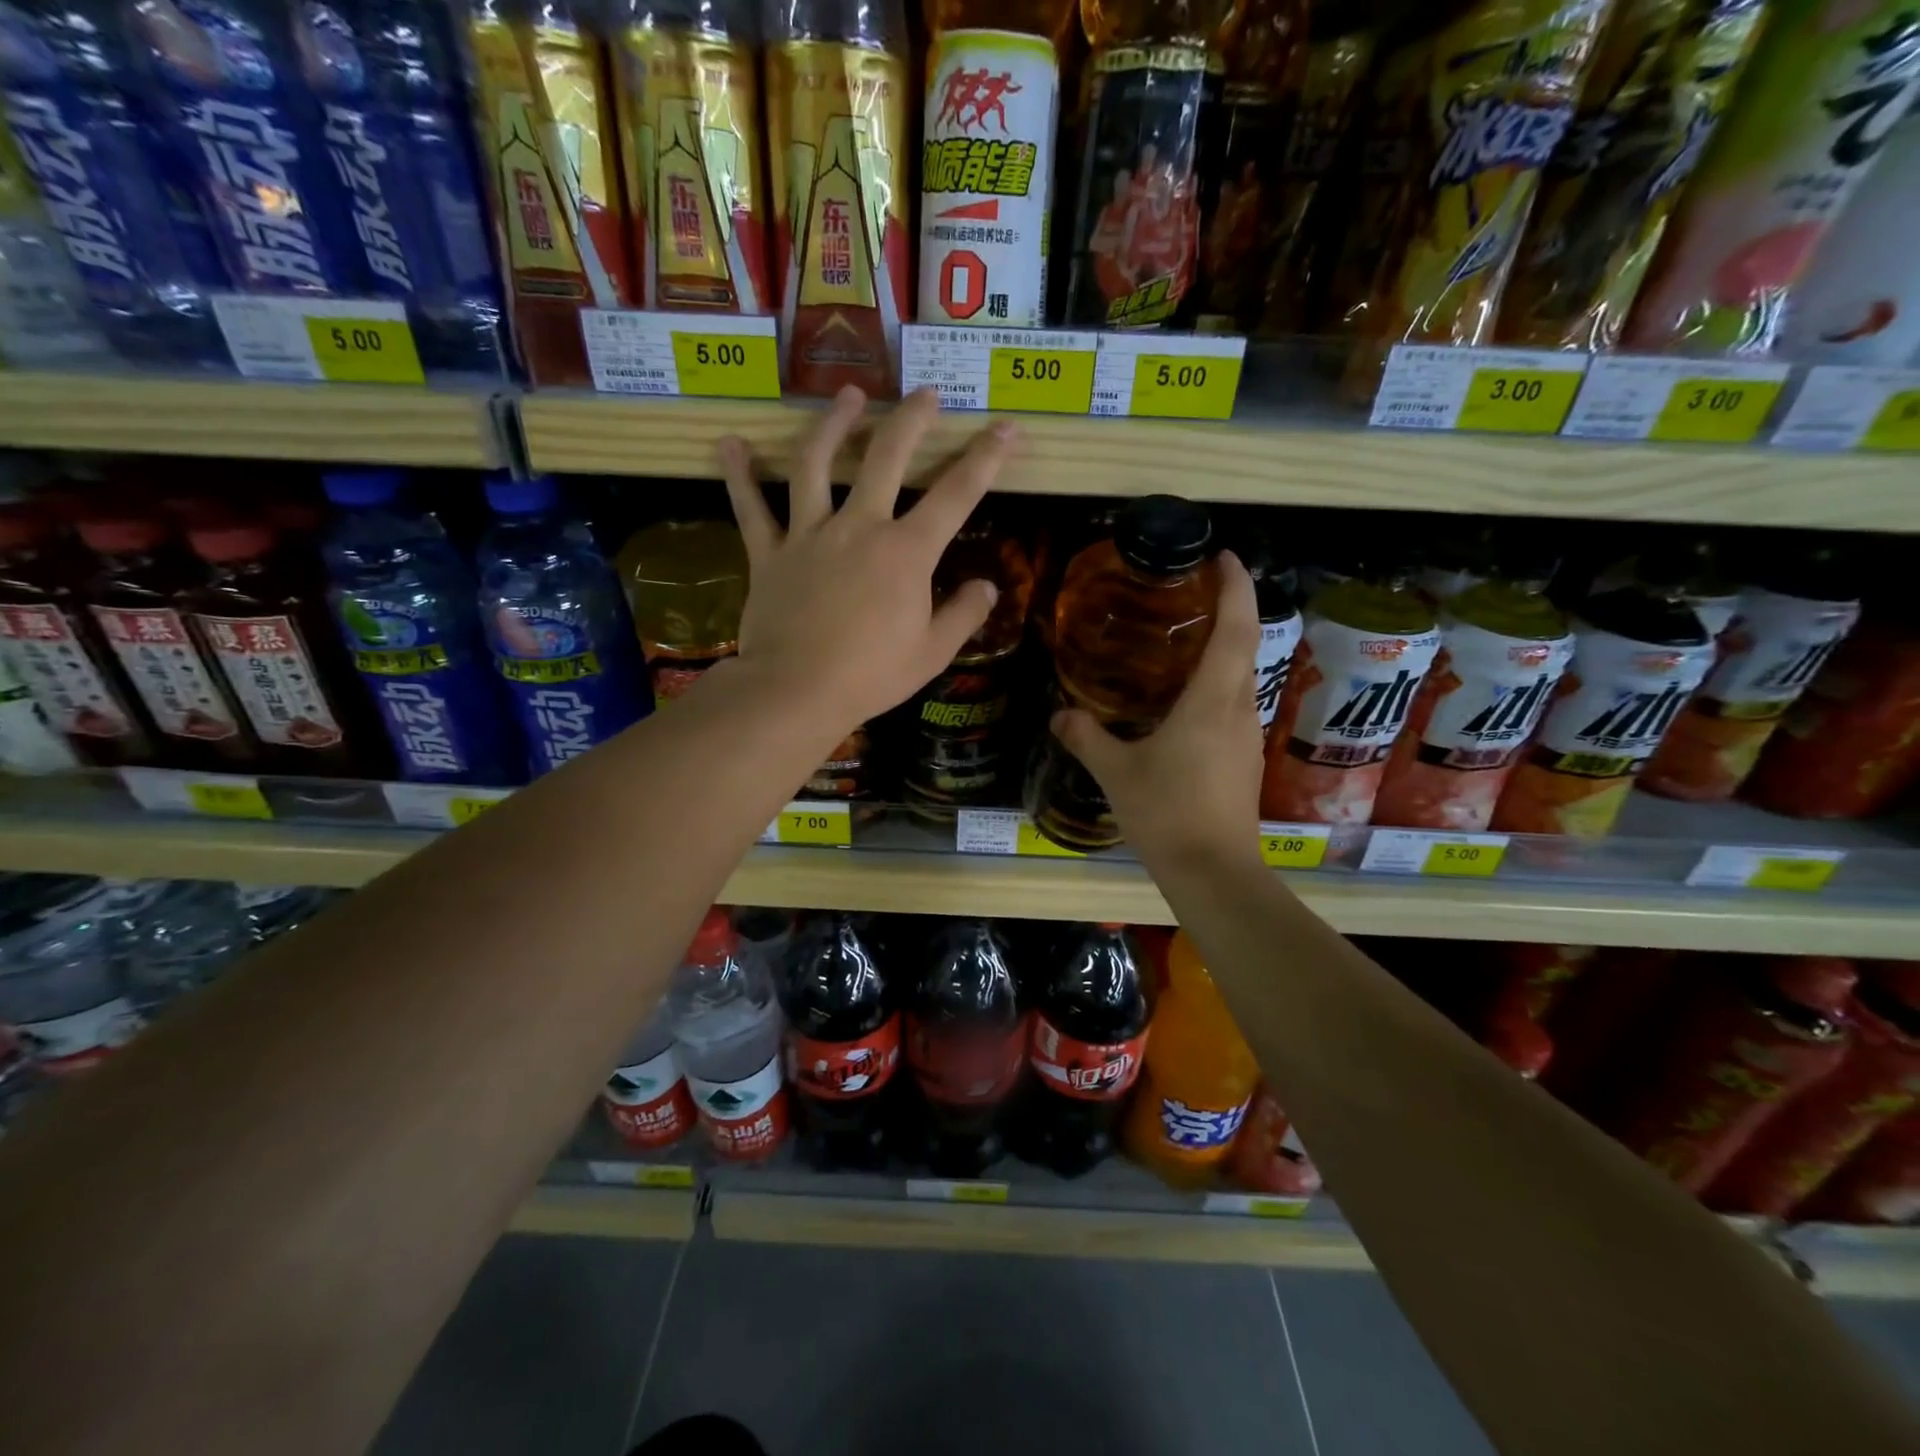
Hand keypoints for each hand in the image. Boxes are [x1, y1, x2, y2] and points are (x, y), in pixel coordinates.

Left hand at [718, 386, 1016, 736]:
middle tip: (925, 394)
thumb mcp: (932, 653)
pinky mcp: (769, 553)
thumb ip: (963, 614)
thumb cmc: (871, 676)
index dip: (987, 458)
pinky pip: (751, 508)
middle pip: (887, 456)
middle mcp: (860, 527)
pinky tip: (730, 443)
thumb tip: (987, 587)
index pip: (957, 494)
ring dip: (833, 424)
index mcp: (906, 552)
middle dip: (911, 419)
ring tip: (846, 395)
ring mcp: (809, 534)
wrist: (796, 691)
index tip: (1006, 430)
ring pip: (817, 463)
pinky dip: (740, 475)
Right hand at [1051, 553, 1264, 873]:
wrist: (1214, 872)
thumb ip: (1086, 737)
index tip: (1225, 556)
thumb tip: (1059, 715)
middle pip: (1245, 645)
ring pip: (1241, 676)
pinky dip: (1217, 684)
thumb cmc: (1168, 813)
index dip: (1236, 587)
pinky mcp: (1242, 760)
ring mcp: (1245, 736)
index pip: (1236, 628)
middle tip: (1193, 592)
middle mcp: (1239, 708)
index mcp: (1212, 700)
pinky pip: (1233, 705)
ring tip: (1185, 639)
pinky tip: (1184, 699)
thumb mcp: (1117, 772)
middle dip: (1230, 610)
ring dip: (1224, 648)